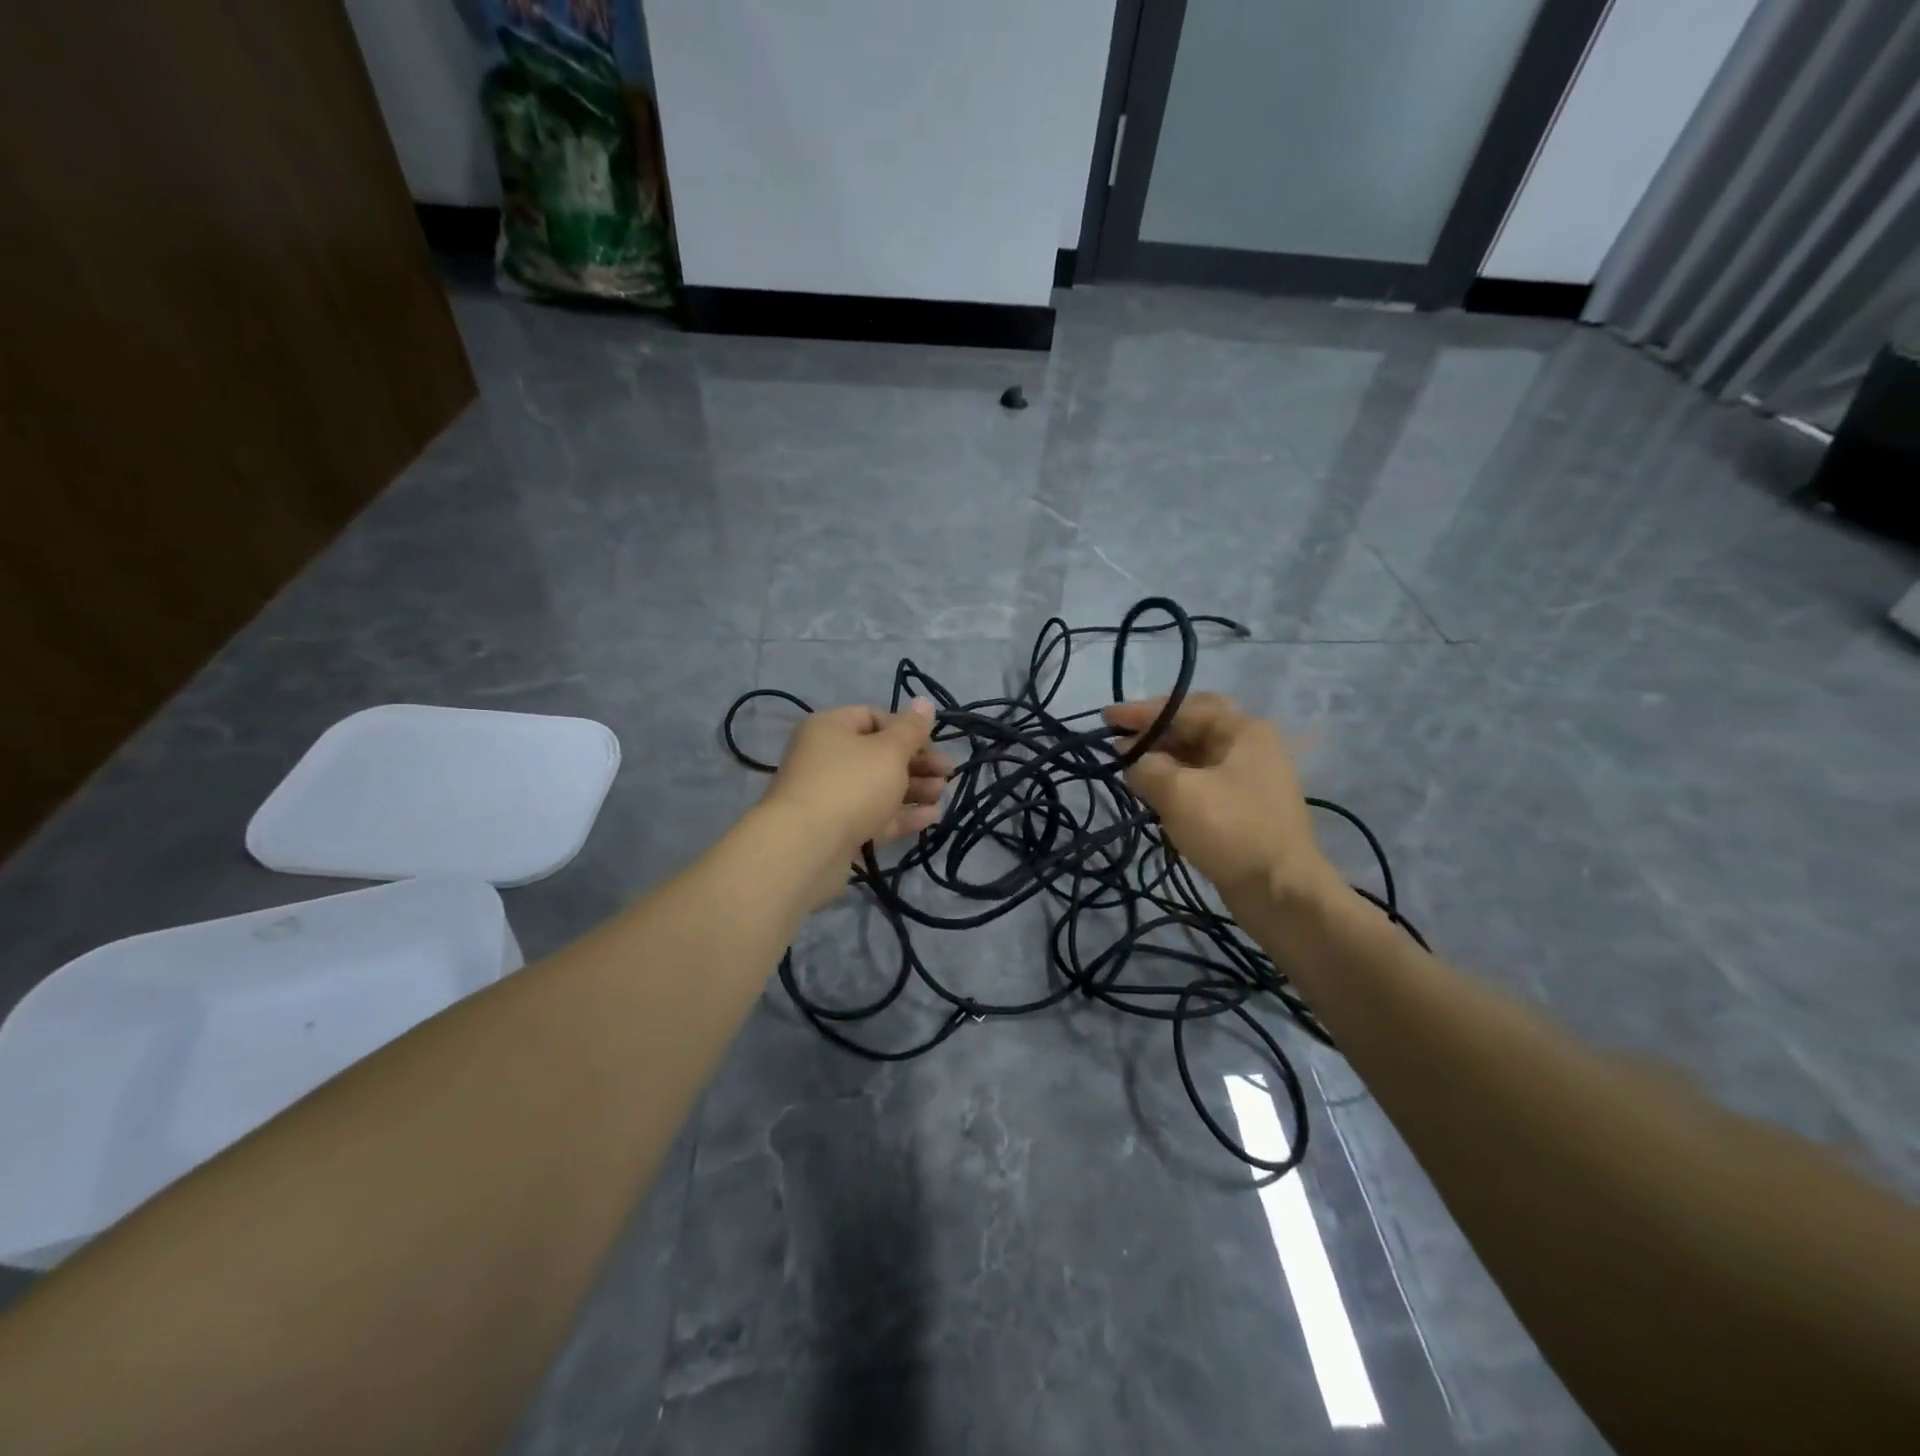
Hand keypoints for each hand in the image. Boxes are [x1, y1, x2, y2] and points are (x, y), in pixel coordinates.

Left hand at [761, 700, 951, 901]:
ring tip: (942, 794)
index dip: (905, 728)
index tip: (932, 743)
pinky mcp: (838, 831)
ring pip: (878, 788)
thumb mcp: (889, 751)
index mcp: (830, 728)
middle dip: (916, 762)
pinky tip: (932, 817)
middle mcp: (826, 758)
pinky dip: (902, 815)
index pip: (873, 717)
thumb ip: (911, 729)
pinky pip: (874, 817)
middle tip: (947, 772)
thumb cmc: (851, 785)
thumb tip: (924, 702)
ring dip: (913, 788)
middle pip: (878, 754)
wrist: (806, 848)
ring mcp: (831, 797)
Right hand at [1104, 694, 1336, 907]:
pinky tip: (1151, 795)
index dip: (1141, 712)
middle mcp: (1250, 747)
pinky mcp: (1243, 809)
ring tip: (1127, 770)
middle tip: (1116, 742)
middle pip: (1192, 729)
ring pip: (1195, 758)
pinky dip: (1174, 783)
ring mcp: (1249, 779)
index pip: (1184, 708)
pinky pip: (1201, 784)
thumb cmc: (1230, 830)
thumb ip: (1146, 767)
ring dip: (1160, 760)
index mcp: (1243, 731)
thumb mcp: (1178, 792)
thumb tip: (1134, 764)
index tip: (1106, 718)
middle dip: (1152, 734)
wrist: (1280, 891)